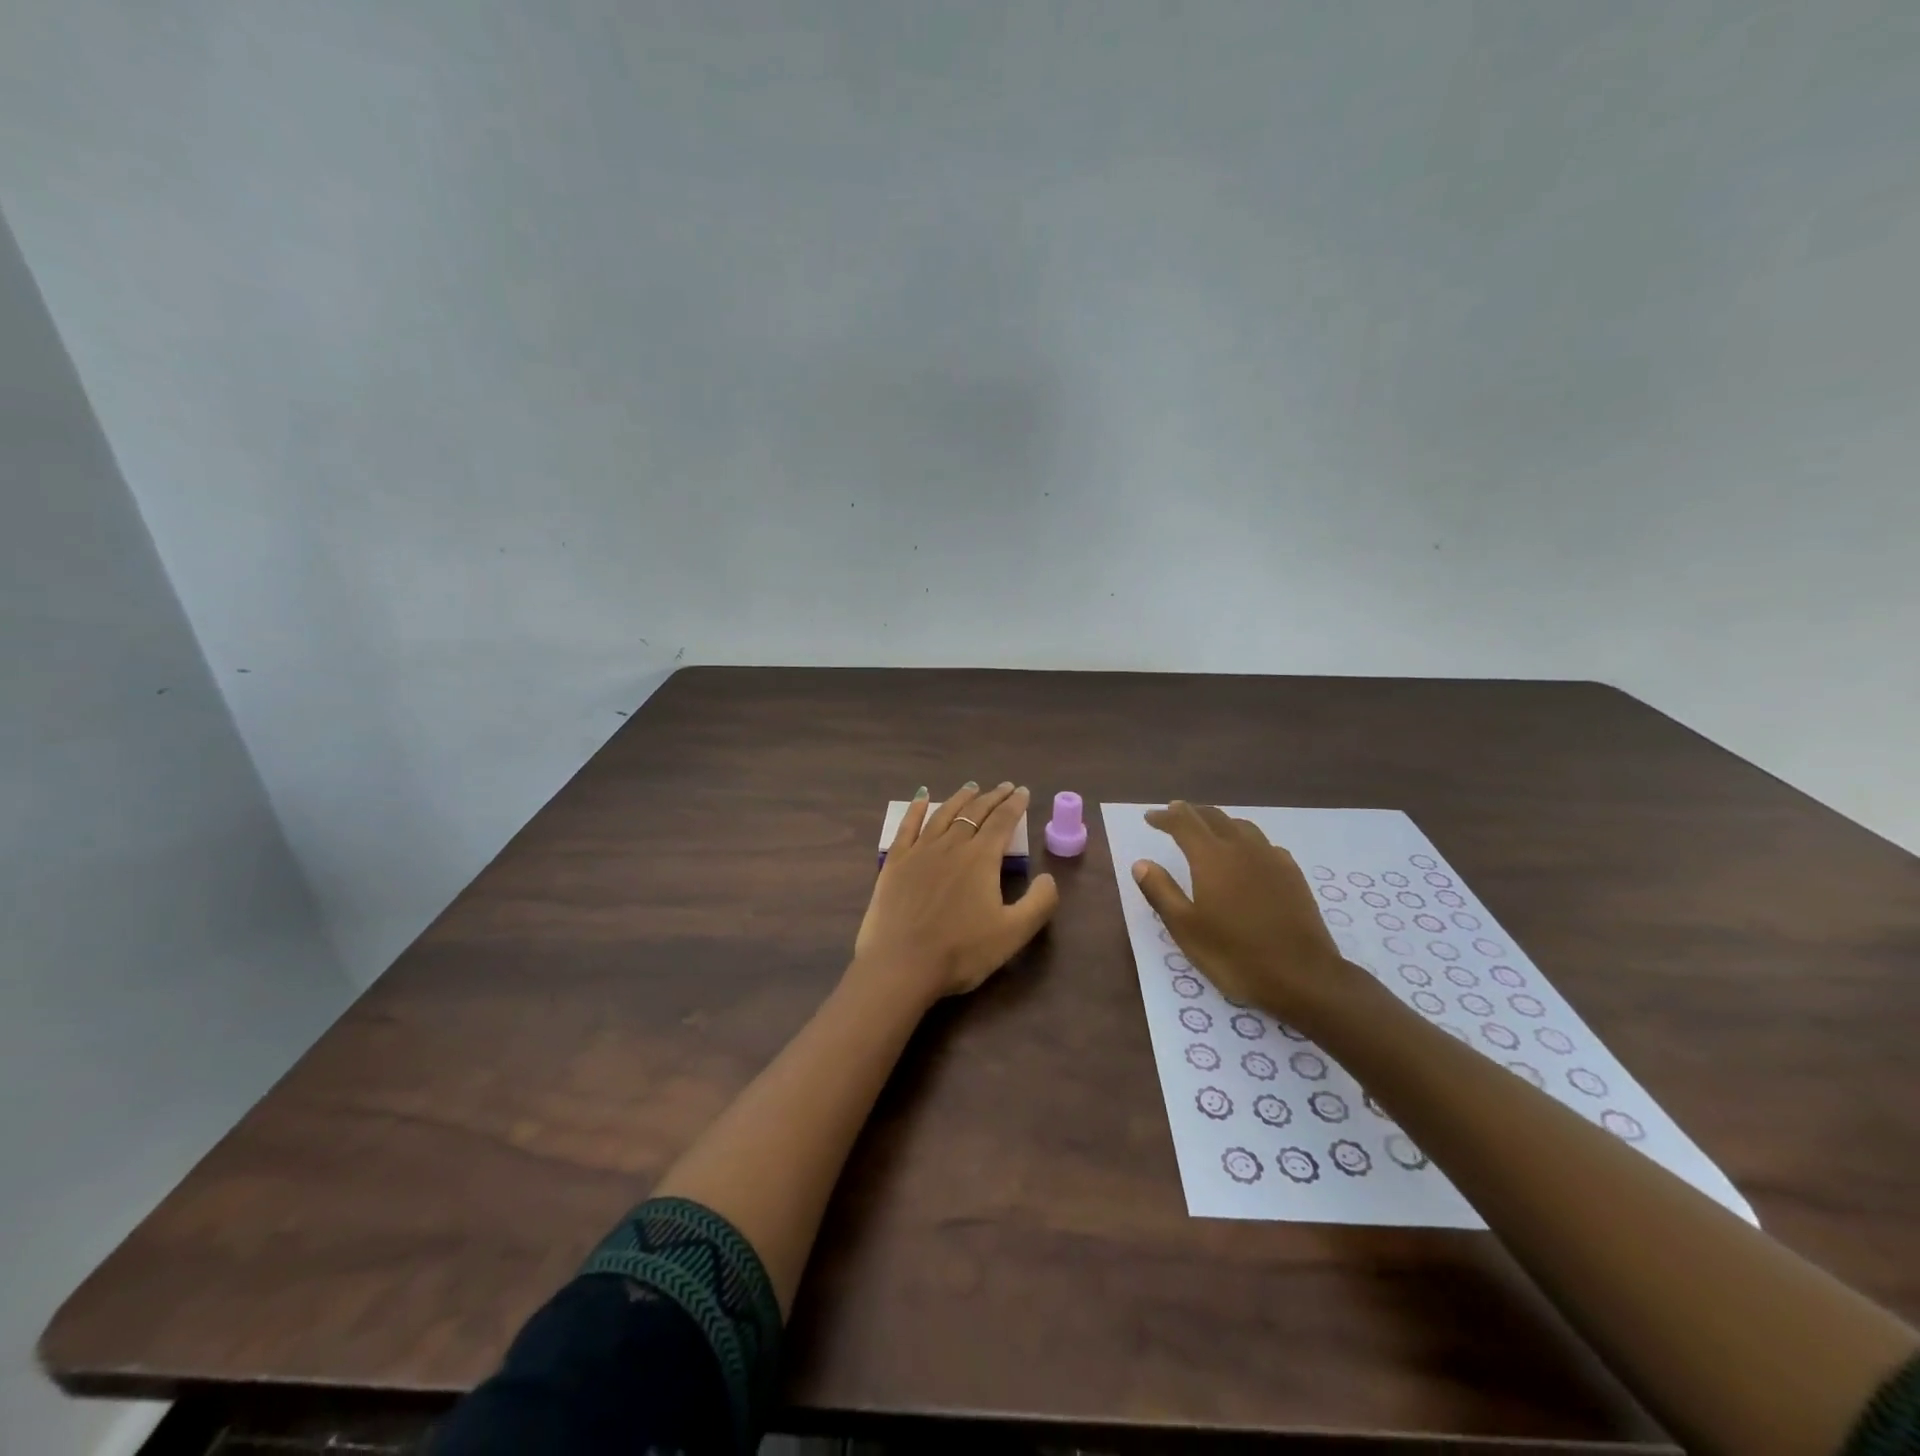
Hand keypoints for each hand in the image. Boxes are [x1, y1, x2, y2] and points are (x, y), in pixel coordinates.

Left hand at [850, 782, 1059, 1008]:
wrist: (901, 965)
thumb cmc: (961, 951)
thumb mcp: (1013, 933)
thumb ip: (1039, 903)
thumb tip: (1049, 877)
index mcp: (981, 858)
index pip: (1003, 822)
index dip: (1015, 805)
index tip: (1023, 792)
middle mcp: (951, 845)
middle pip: (975, 813)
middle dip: (993, 797)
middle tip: (1004, 787)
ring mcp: (919, 851)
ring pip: (943, 814)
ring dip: (960, 798)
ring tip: (971, 788)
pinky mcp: (895, 862)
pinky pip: (907, 827)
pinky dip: (916, 808)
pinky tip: (921, 798)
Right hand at [1131, 801, 1370, 1023]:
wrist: (1303, 976)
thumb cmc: (1235, 955)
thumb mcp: (1186, 929)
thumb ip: (1161, 891)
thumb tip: (1142, 863)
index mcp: (1211, 857)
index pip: (1183, 823)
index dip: (1164, 817)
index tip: (1150, 817)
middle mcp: (1242, 848)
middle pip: (1213, 817)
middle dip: (1191, 813)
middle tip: (1174, 814)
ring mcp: (1271, 859)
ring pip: (1242, 826)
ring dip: (1219, 822)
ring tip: (1208, 829)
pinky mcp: (1293, 875)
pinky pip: (1264, 844)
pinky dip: (1246, 840)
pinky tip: (1247, 855)